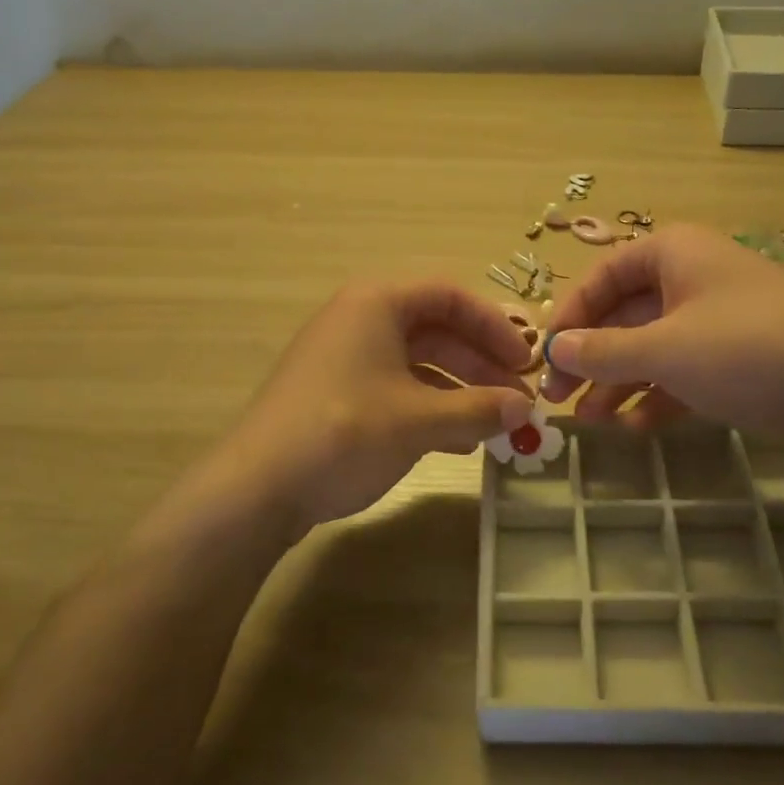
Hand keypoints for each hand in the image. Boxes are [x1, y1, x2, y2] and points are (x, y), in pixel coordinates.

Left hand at [217, 281, 534, 528]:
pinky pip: (396, 387)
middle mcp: (359, 320)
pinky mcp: (335, 393)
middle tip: (516, 397)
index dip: (495, 326)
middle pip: (436, 329)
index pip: (451, 296)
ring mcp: (344, 358)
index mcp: (377, 303)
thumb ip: (478, 409)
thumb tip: (525, 409)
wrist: (258, 488)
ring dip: (459, 389)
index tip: (525, 361)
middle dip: (480, 363)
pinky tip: (456, 440)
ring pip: (417, 362)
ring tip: (493, 424)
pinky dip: (430, 407)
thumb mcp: (420, 420)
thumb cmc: (345, 433)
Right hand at [540, 224, 783, 462]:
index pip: (601, 277)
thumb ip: (603, 351)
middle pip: (623, 315)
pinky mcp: (737, 360)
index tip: (543, 357)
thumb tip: (552, 349)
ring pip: (651, 348)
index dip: (568, 315)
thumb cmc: (751, 350)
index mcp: (672, 254)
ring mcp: (716, 321)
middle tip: (557, 399)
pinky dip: (656, 397)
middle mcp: (691, 279)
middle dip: (590, 357)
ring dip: (618, 383)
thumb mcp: (666, 349)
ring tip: (590, 424)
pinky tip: (634, 428)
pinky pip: (682, 373)